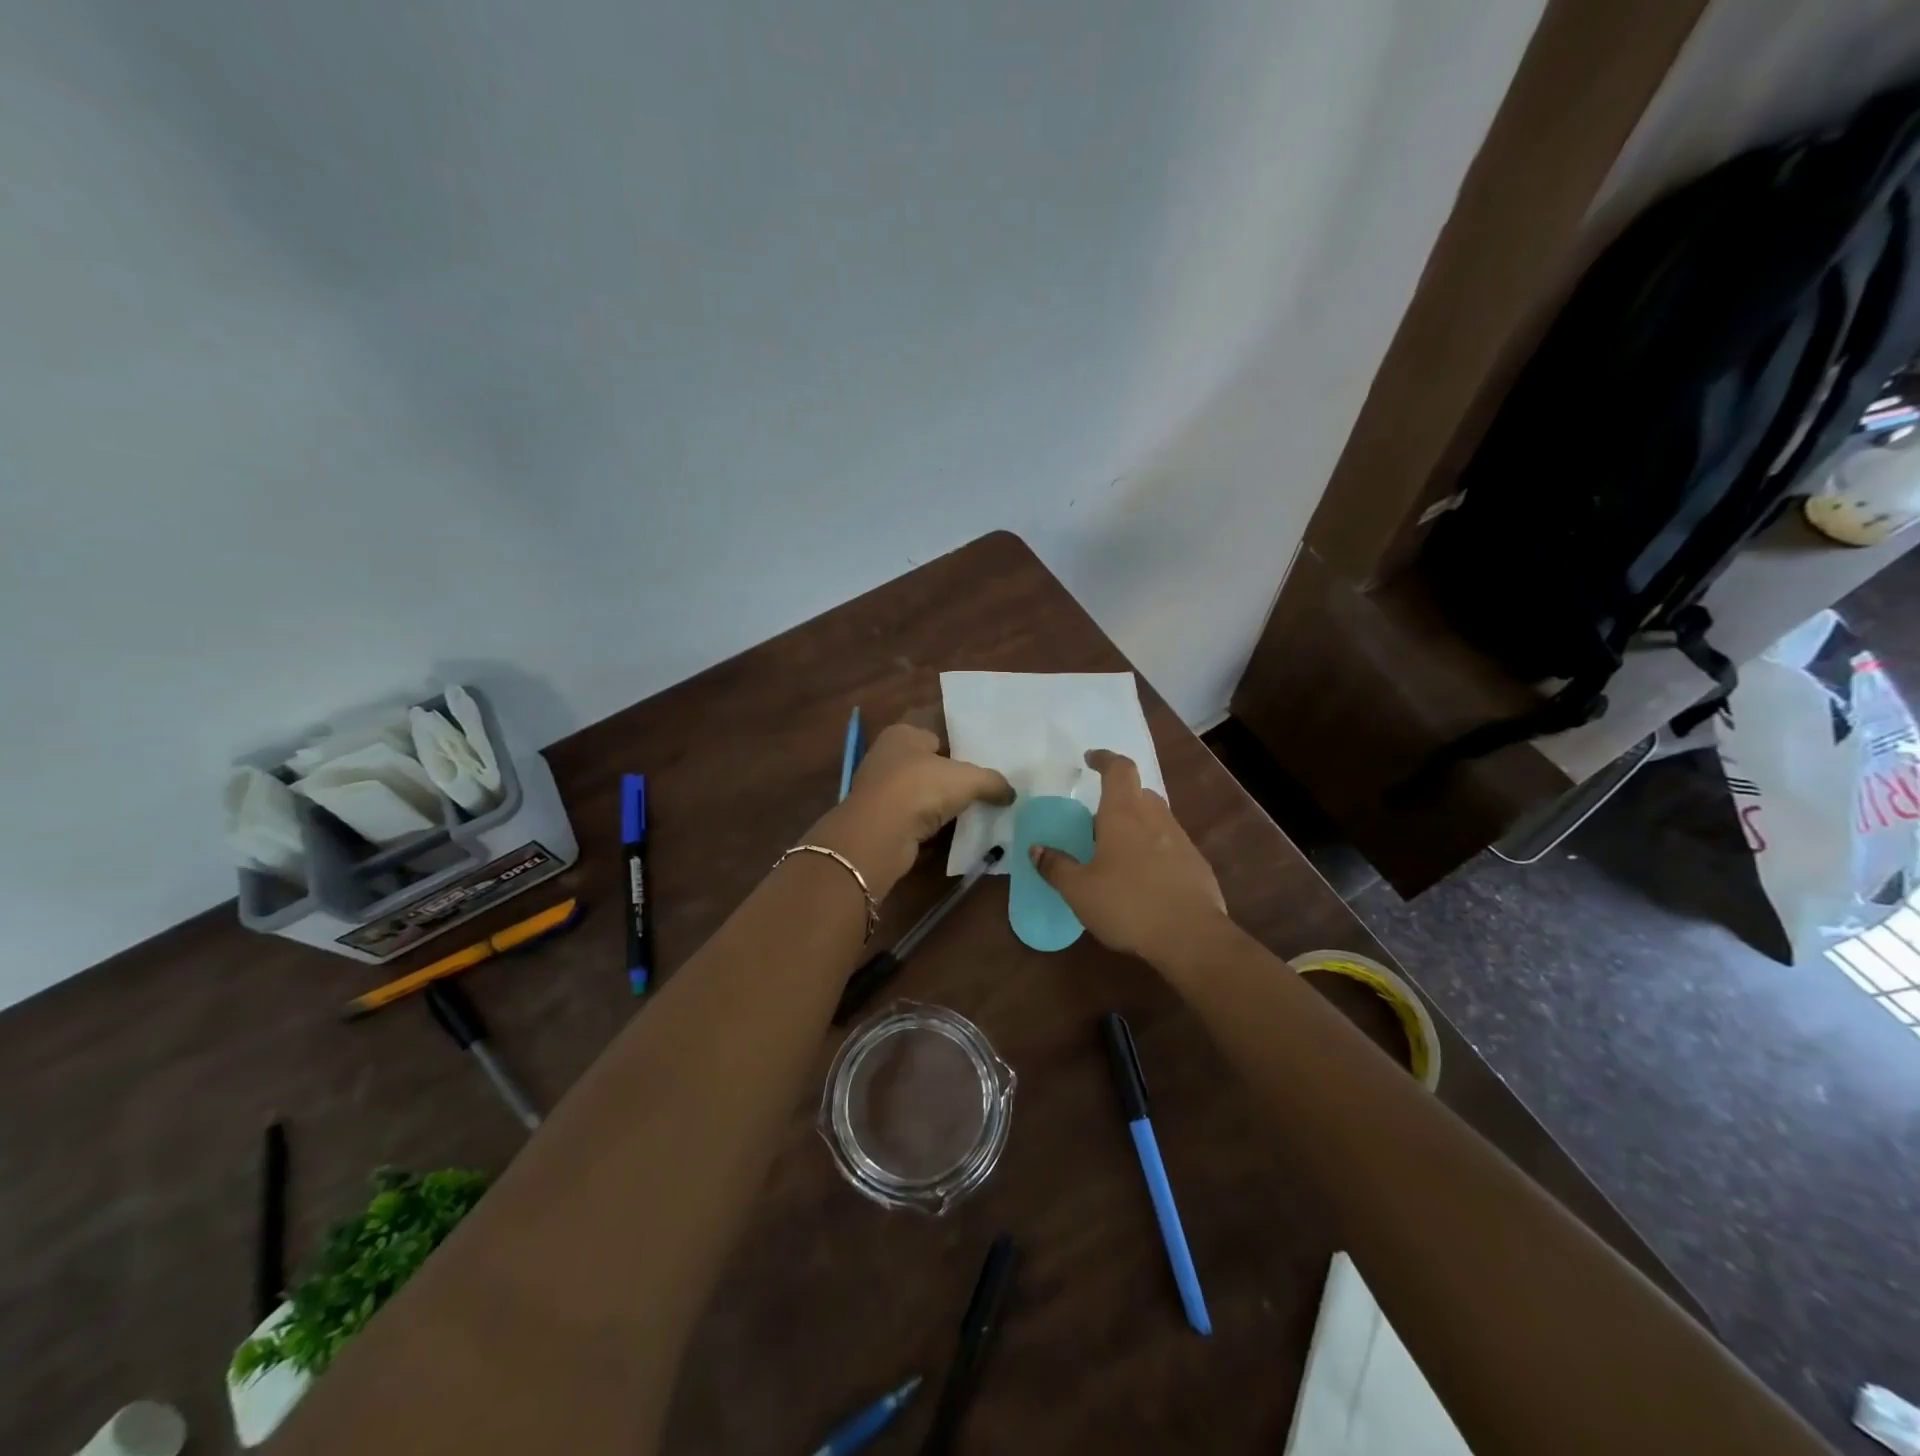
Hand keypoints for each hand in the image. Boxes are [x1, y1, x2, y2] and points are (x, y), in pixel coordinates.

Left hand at [810, 722, 1012, 896]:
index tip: (983, 763)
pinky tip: (952, 831)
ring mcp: (881, 789)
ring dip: (941, 803)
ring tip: (974, 811)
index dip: (960, 747)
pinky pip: (915, 818)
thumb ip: (993, 782)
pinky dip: (930, 824)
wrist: (879, 834)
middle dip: (952, 777)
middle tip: (984, 789)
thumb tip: (1011, 793)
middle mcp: (887, 756)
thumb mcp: (968, 779)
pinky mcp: (881, 819)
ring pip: (921, 793)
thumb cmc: (921, 788)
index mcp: (903, 734)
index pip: (937, 734)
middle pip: (929, 764)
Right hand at [1030, 749, 1227, 964]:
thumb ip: (1056, 866)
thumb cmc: (1128, 904)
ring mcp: (1181, 840)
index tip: (1090, 759)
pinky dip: (1153, 851)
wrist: (1192, 937)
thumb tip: (1036, 848)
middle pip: (1138, 793)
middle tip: (1096, 822)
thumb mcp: (1079, 890)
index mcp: (1124, 814)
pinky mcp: (1197, 865)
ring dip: (1136, 825)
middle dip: (1118, 799)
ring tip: (1116, 853)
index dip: (1104, 759)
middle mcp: (1155, 818)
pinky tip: (1143, 879)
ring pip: (1155, 819)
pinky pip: (1170, 845)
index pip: (1119, 769)